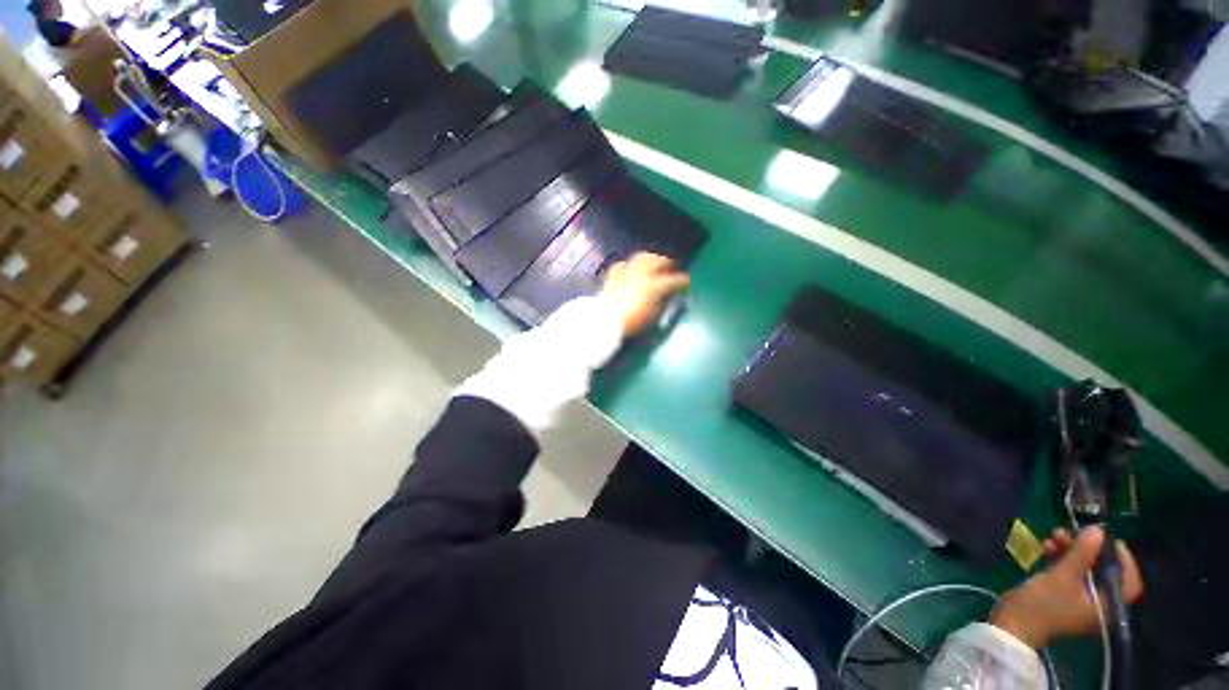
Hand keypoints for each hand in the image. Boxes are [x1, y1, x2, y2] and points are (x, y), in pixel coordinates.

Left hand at [599, 253, 690, 335]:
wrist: (605, 321)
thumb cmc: (632, 322)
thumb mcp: (653, 316)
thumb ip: (662, 303)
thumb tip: (667, 296)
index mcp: (655, 286)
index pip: (674, 280)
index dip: (683, 281)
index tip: (687, 283)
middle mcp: (642, 274)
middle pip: (658, 260)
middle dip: (667, 262)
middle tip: (672, 267)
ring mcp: (627, 272)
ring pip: (643, 257)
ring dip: (651, 259)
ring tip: (654, 263)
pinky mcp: (614, 274)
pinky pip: (625, 264)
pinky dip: (632, 265)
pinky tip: (632, 269)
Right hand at [989, 526, 1143, 648]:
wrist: (1015, 622)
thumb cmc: (1045, 603)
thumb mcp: (1063, 575)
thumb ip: (1082, 553)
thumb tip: (1098, 530)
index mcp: (1108, 605)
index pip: (1128, 581)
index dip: (1123, 558)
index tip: (1108, 538)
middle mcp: (1099, 602)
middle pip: (1103, 570)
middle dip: (1089, 549)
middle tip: (1074, 531)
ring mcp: (1080, 598)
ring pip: (1084, 568)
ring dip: (1071, 549)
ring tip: (1054, 534)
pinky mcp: (1063, 593)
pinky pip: (1069, 571)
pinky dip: (1061, 556)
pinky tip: (1047, 545)